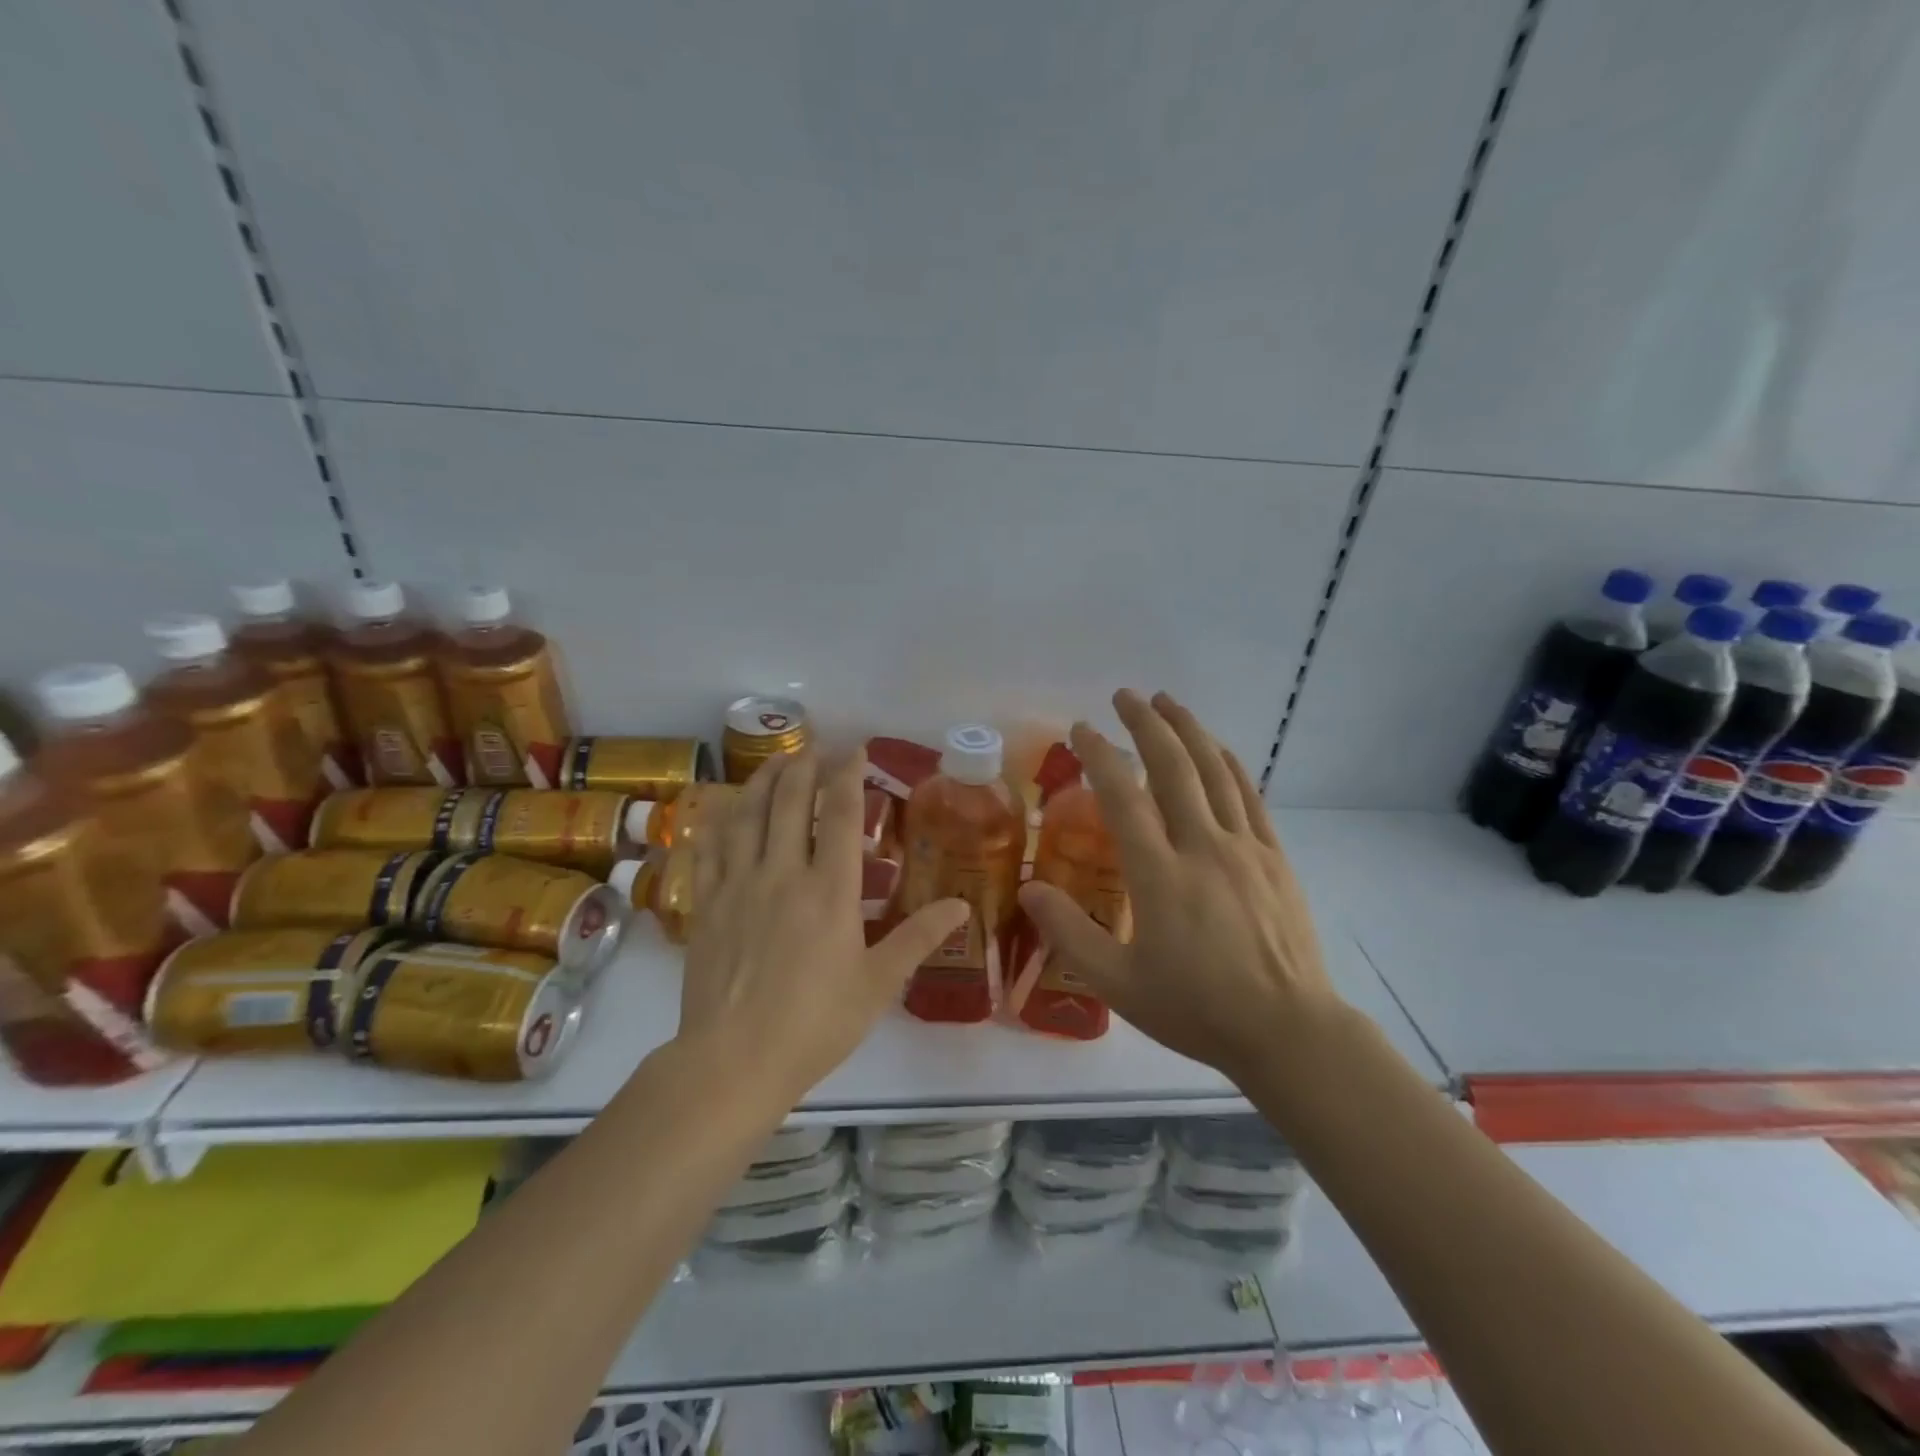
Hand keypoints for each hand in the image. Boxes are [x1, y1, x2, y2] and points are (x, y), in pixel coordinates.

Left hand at [678, 749, 968, 1103]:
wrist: (733, 1061)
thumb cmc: (815, 1024)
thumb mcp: (879, 984)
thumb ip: (918, 938)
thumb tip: (962, 906)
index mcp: (830, 890)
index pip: (842, 815)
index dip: (849, 775)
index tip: (855, 751)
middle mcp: (782, 873)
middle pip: (792, 801)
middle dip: (806, 766)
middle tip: (817, 747)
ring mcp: (738, 885)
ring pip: (748, 814)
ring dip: (764, 780)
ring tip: (776, 760)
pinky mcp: (707, 904)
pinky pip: (710, 847)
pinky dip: (719, 819)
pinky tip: (726, 807)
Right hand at [1017, 690, 1337, 1083]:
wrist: (1288, 1032)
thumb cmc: (1197, 1009)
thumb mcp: (1118, 984)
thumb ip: (1069, 933)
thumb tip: (1028, 888)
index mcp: (1159, 875)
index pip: (1123, 797)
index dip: (1099, 756)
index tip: (1081, 729)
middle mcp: (1202, 847)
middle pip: (1173, 767)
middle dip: (1146, 724)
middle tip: (1126, 695)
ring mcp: (1244, 849)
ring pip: (1214, 772)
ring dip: (1189, 731)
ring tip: (1168, 702)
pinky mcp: (1275, 858)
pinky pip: (1250, 796)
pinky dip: (1228, 764)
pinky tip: (1217, 748)